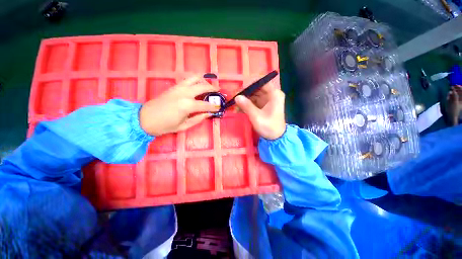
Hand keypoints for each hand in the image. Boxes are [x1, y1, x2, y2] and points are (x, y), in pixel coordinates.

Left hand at [139, 76, 219, 135]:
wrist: (145, 118)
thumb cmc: (165, 125)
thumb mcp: (184, 126)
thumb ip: (198, 118)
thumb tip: (208, 113)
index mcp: (188, 105)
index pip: (206, 104)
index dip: (214, 107)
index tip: (219, 108)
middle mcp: (185, 93)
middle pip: (203, 86)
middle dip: (213, 89)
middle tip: (218, 92)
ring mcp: (179, 87)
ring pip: (195, 78)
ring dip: (204, 81)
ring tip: (209, 86)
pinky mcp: (174, 86)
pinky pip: (188, 79)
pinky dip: (196, 80)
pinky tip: (198, 86)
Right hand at [235, 83, 285, 139]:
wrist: (275, 138)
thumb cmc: (269, 127)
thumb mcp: (257, 117)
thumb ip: (247, 106)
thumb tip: (237, 97)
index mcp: (274, 94)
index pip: (262, 82)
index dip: (250, 84)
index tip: (240, 90)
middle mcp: (271, 95)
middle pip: (256, 89)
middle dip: (244, 93)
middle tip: (233, 98)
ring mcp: (267, 100)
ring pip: (253, 95)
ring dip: (244, 100)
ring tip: (234, 105)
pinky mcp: (263, 105)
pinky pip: (253, 102)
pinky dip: (246, 105)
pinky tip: (238, 109)